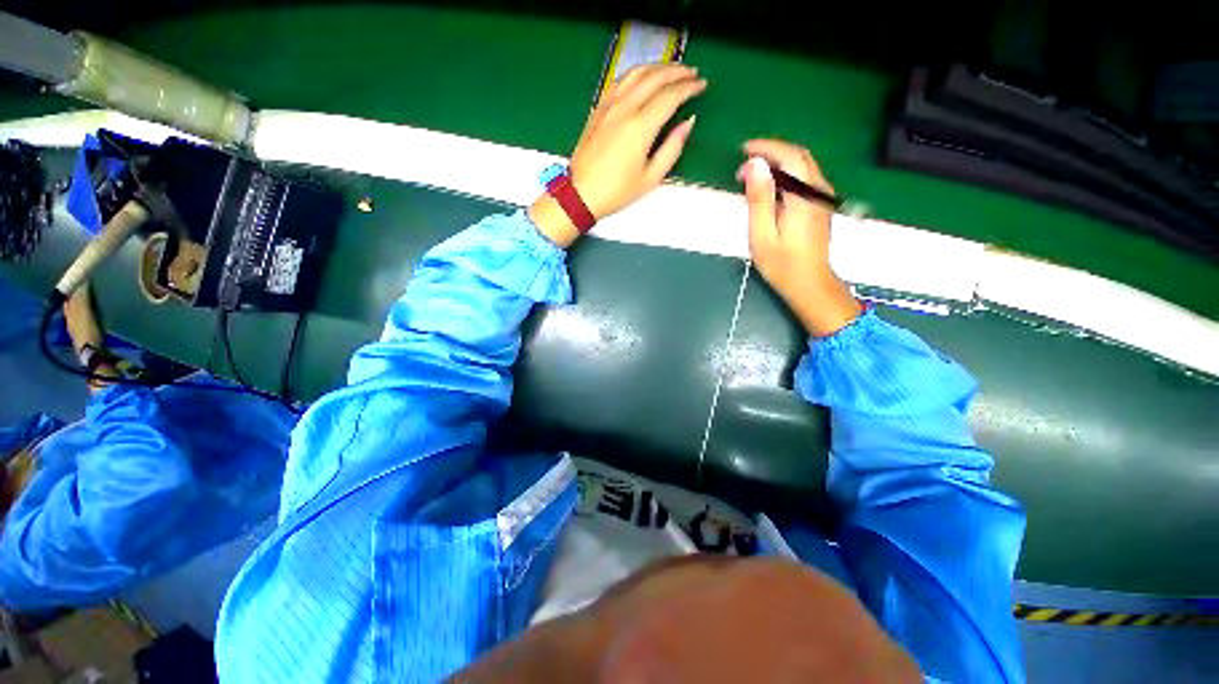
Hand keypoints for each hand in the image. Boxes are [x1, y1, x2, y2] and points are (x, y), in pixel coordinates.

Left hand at [530, 64, 705, 247]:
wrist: (582, 194)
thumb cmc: (617, 191)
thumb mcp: (651, 178)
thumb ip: (672, 148)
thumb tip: (687, 124)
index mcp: (640, 126)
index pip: (670, 95)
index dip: (689, 87)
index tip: (701, 85)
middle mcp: (624, 108)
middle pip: (655, 77)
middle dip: (677, 71)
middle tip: (692, 72)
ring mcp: (608, 106)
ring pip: (636, 73)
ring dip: (657, 67)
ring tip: (671, 70)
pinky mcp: (598, 109)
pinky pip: (619, 81)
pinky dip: (636, 74)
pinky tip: (642, 78)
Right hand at [738, 140, 861, 336]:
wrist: (810, 284)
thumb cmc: (782, 265)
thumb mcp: (762, 235)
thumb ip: (760, 199)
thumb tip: (755, 166)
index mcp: (803, 197)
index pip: (790, 157)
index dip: (767, 148)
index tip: (743, 150)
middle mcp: (817, 191)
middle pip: (799, 156)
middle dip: (772, 153)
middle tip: (745, 164)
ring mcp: (822, 197)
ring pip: (804, 165)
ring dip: (778, 162)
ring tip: (752, 175)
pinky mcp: (820, 205)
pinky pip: (805, 177)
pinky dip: (786, 173)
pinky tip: (770, 186)